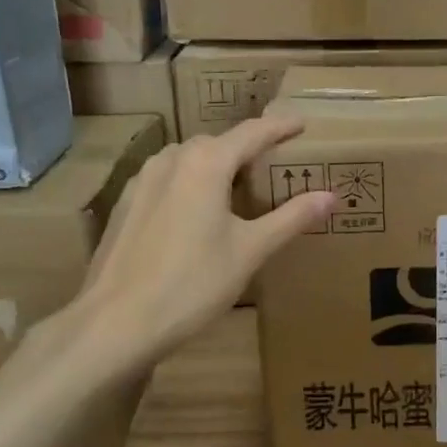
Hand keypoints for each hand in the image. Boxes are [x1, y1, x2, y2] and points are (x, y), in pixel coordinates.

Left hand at [73, 117, 333, 365]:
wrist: (116, 322)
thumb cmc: (193, 283)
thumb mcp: (250, 250)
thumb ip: (291, 217)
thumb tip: (330, 196)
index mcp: (206, 162)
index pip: (253, 132)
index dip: (280, 127)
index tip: (302, 124)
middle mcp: (172, 159)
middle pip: (218, 143)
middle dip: (247, 148)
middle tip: (273, 163)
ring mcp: (142, 180)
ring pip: (188, 159)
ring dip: (215, 164)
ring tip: (236, 186)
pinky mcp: (125, 204)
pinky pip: (167, 178)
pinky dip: (189, 182)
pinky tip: (195, 212)